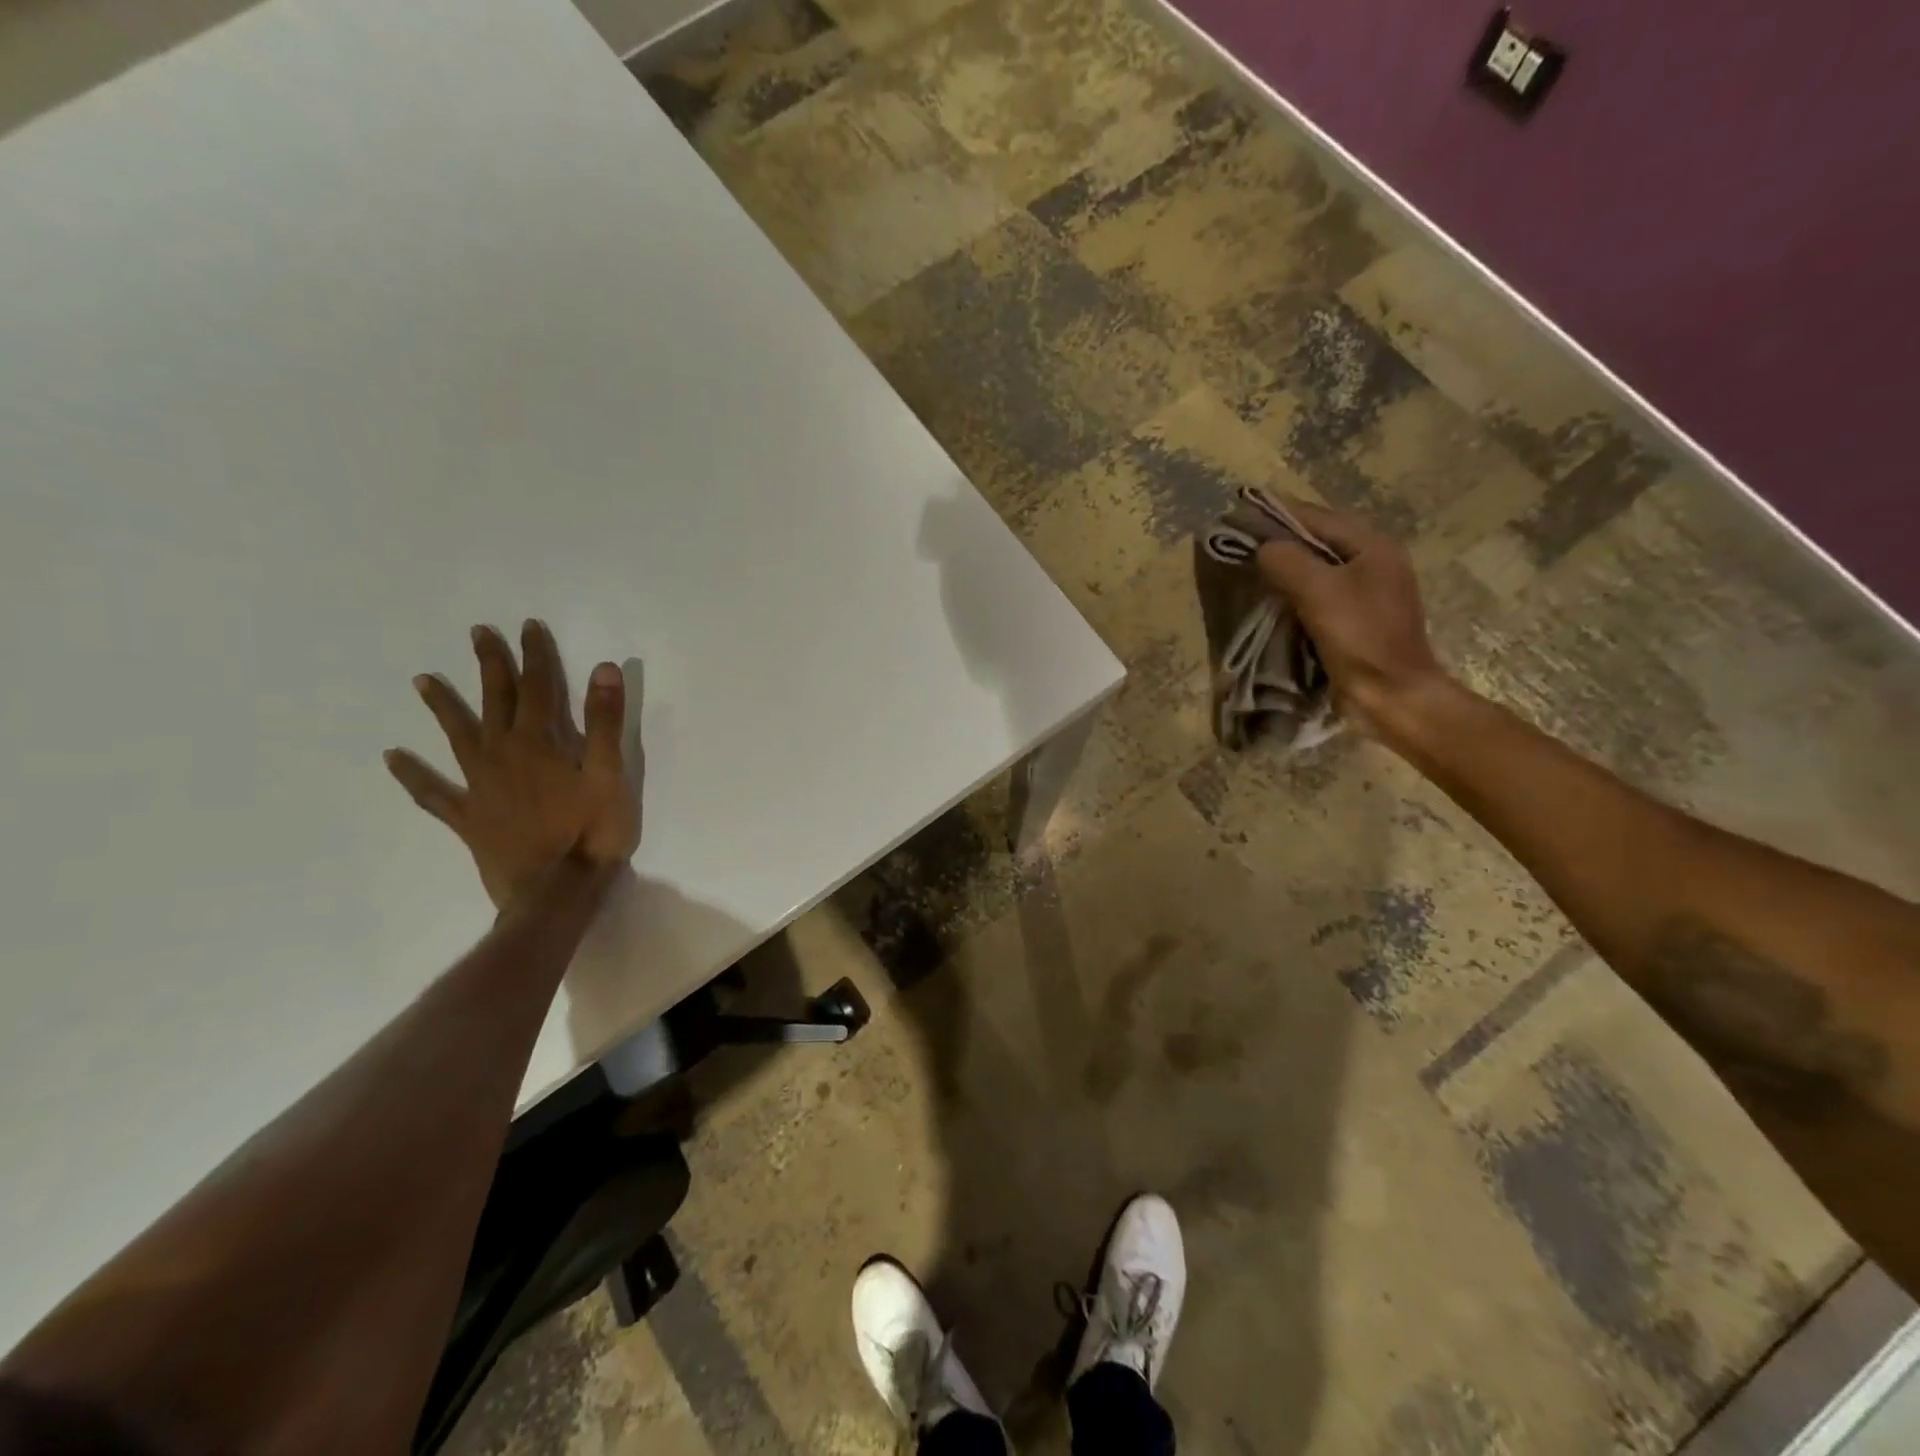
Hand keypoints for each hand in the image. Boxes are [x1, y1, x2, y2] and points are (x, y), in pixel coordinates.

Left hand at [385, 621, 641, 909]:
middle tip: (477, 634)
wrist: (556, 892)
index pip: (539, 687)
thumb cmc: (592, 832)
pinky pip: (434, 793)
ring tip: (423, 681)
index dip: (534, 655)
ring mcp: (480, 787)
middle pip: (495, 702)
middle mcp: (503, 755)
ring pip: (458, 737)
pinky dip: (413, 776)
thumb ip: (605, 721)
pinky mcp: (469, 818)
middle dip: (490, 666)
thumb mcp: (611, 774)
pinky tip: (394, 759)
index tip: (527, 626)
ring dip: (443, 707)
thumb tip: (602, 667)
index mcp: (540, 743)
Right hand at [1255, 499, 1449, 742]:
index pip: (1319, 518)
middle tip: (1243, 544)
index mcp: (1374, 547)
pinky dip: (1297, 593)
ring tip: (1254, 571)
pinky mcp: (1359, 621)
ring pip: (1320, 569)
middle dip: (1283, 542)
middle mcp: (1375, 563)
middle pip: (1321, 541)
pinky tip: (1276, 601)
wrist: (1392, 695)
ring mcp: (1369, 594)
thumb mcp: (1319, 592)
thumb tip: (1263, 548)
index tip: (1243, 515)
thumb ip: (1288, 562)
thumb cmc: (1360, 638)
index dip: (1280, 515)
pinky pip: (1322, 595)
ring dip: (1289, 569)